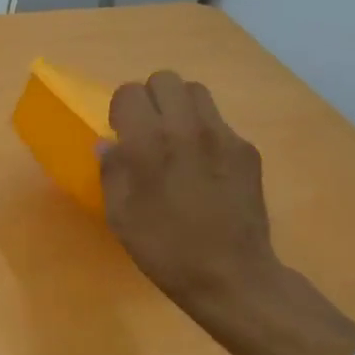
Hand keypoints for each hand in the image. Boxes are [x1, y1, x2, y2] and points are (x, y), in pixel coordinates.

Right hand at [100, 71, 279, 322]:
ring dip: (180, 108)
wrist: (230, 275)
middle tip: (148, 132)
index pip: (129, 93)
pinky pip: (219, 123)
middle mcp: (188, 128)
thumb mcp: (121, 216)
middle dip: (151, 99)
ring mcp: (223, 136)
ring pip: (197, 92)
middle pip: (165, 79)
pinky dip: (205, 133)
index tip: (122, 135)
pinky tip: (204, 169)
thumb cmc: (164, 249)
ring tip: (176, 142)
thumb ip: (112, 171)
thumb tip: (108, 144)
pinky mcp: (247, 150)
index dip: (120, 111)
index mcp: (149, 143)